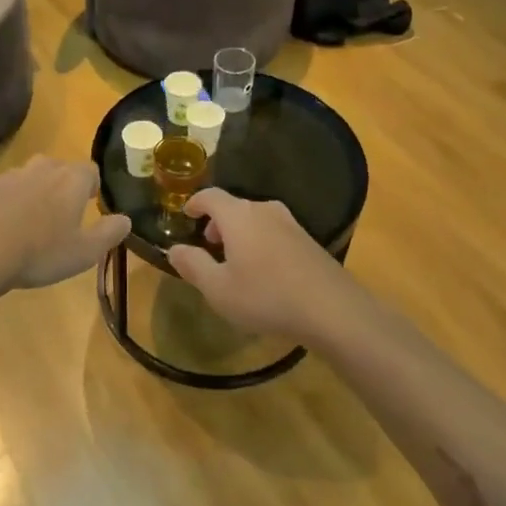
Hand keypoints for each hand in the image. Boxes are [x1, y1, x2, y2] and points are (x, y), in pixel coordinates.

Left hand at [0, 157, 130, 292]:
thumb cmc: (40, 253)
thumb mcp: (86, 252)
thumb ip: (110, 232)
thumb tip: (126, 219)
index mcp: (71, 180)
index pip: (90, 170)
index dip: (92, 186)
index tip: (90, 204)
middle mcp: (40, 168)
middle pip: (57, 168)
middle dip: (61, 186)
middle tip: (60, 214)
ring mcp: (7, 175)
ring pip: (26, 178)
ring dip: (30, 193)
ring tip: (27, 223)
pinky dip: (0, 203)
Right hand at [167, 188, 369, 343]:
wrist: (331, 309)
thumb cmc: (266, 296)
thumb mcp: (218, 289)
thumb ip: (193, 265)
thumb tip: (174, 248)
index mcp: (239, 216)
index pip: (210, 196)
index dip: (195, 203)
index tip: (186, 215)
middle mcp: (264, 210)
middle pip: (234, 206)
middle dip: (217, 222)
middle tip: (209, 245)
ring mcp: (290, 223)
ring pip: (255, 219)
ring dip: (240, 233)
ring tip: (235, 261)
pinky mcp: (308, 239)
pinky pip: (273, 231)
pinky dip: (260, 241)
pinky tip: (263, 272)